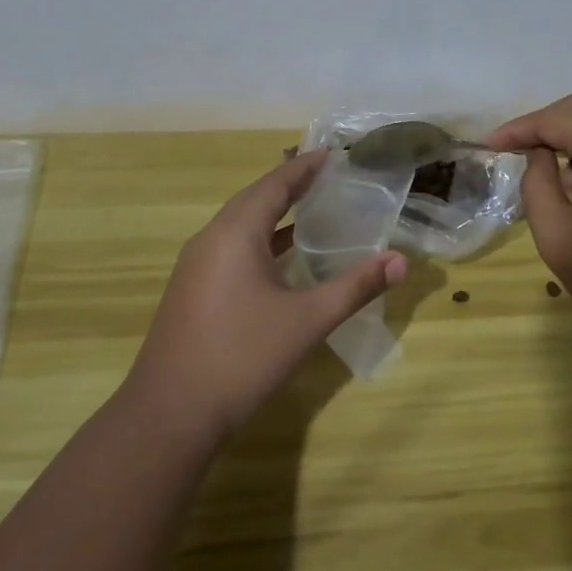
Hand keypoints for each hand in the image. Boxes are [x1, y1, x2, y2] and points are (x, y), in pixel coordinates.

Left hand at [128, 149, 406, 443]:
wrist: (170, 416)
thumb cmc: (242, 357)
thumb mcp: (308, 321)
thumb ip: (355, 287)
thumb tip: (400, 261)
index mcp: (235, 234)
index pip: (274, 185)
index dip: (304, 168)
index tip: (333, 154)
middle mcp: (210, 240)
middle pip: (254, 199)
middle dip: (290, 185)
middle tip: (327, 177)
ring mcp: (196, 267)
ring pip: (239, 225)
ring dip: (273, 213)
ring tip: (311, 209)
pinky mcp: (192, 291)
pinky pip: (231, 248)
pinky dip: (260, 240)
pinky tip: (282, 258)